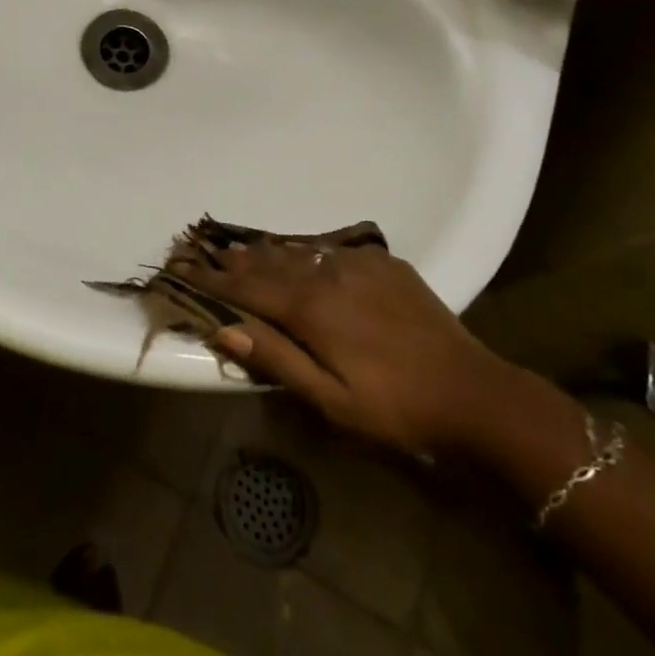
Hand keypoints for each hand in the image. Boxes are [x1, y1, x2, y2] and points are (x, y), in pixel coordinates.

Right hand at [170, 239, 507, 454]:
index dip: (212, 280)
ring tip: (240, 247)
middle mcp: (327, 273)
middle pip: (269, 263)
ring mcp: (357, 263)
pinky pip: (330, 248)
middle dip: (234, 260)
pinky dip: (304, 250)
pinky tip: (298, 251)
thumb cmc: (396, 409)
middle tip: (203, 250)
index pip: (247, 289)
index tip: (180, 269)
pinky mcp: (382, 261)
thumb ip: (278, 359)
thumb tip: (224, 328)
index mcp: (311, 309)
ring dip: (266, 251)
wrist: (474, 392)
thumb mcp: (332, 401)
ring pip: (298, 250)